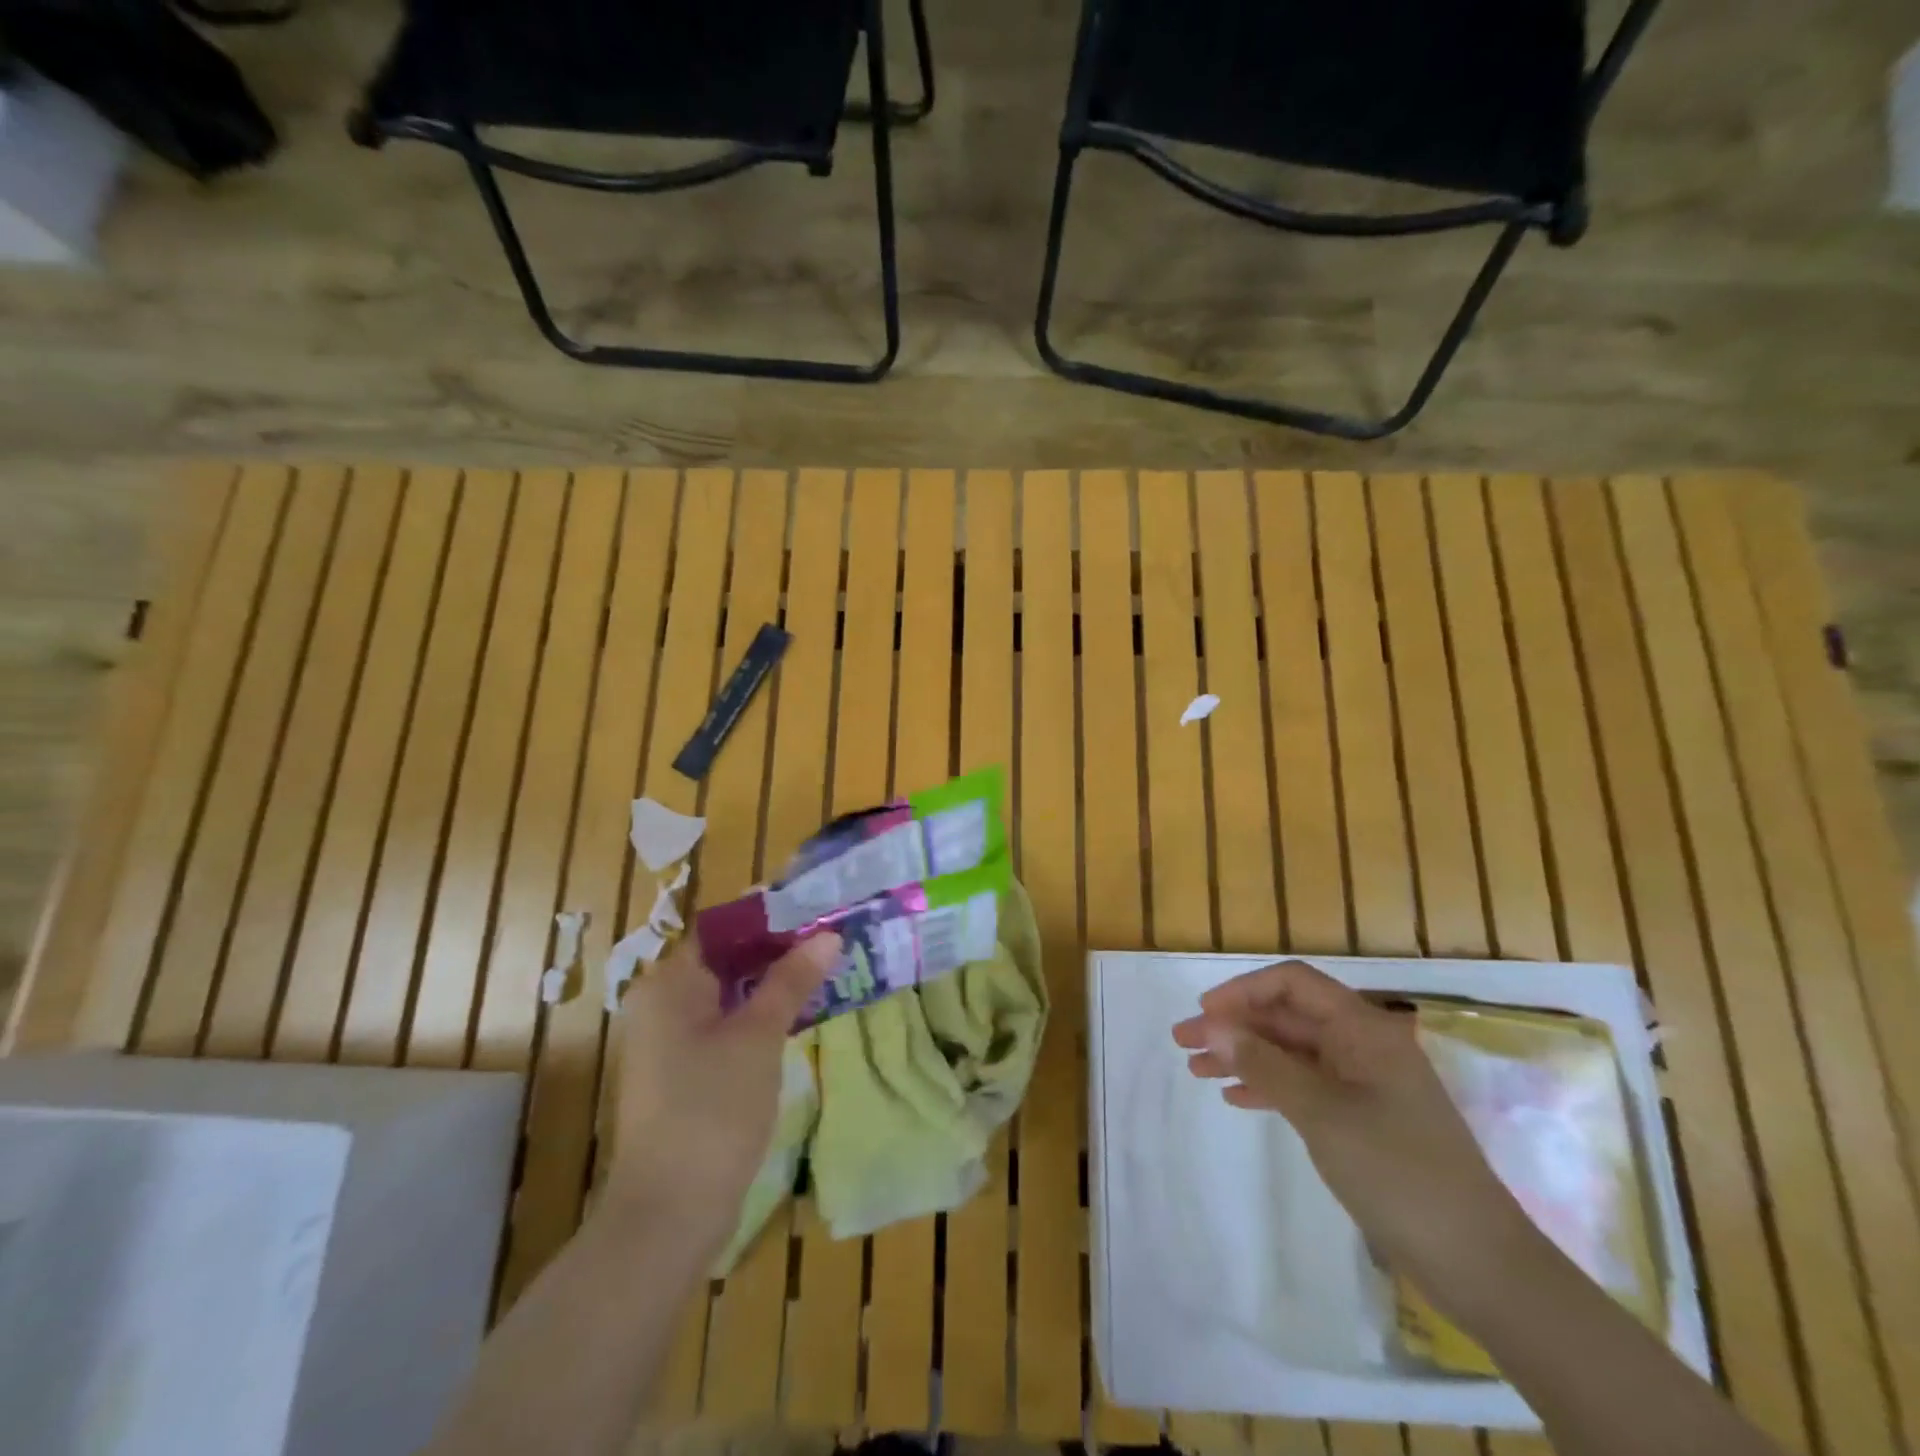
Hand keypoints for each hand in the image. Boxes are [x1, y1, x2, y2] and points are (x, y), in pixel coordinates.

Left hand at [603, 932, 838, 1244]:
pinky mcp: (685, 1073)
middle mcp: (663, 1004)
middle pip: (728, 960)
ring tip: (826, 970)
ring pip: (731, 995)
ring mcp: (671, 1042)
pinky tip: (800, 1014)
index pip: (723, 930)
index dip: (770, 917)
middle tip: (831, 940)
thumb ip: (792, 980)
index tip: (817, 911)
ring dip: (774, 983)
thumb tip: (827, 935)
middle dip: (779, 950)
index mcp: (670, 984)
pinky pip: (727, 1026)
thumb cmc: (711, 1110)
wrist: (668, 1215)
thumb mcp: (759, 1036)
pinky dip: (760, 1016)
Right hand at [1172, 959, 1535, 1309]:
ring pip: (1291, 1052)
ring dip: (1245, 1056)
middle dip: (1234, 1026)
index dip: (1243, 991)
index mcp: (1362, 1028)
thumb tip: (1211, 1024)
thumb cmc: (1396, 1170)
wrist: (1477, 1262)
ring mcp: (1364, 1082)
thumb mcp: (1320, 1112)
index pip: (1292, 984)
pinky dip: (1268, 1086)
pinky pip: (1305, 1085)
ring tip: (1197, 1070)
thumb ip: (1262, 1064)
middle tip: (1184, 1043)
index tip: (1204, 1013)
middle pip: (1287, 1018)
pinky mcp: (1363, 1118)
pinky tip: (1236, 1098)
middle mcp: (1362, 1045)